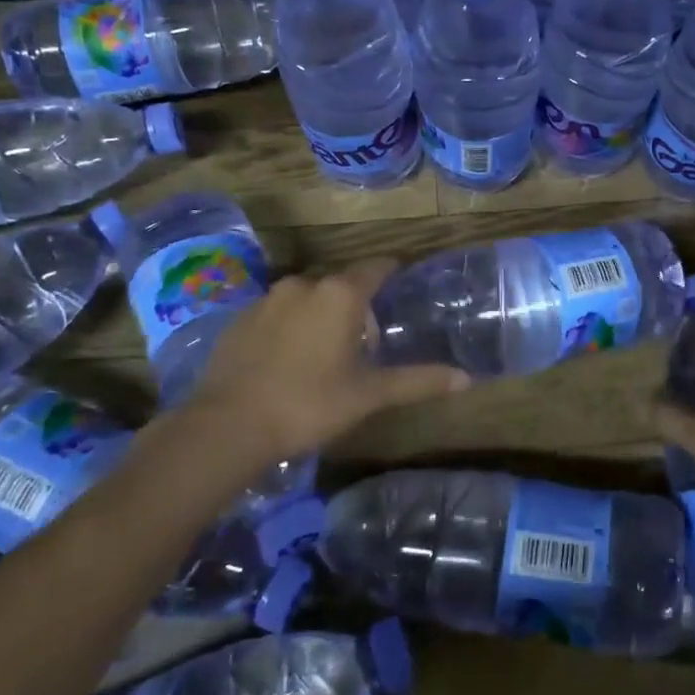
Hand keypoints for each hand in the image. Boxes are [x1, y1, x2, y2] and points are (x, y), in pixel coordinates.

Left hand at [179, 259, 469, 461]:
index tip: (403, 282)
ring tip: (326, 353)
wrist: (227, 426)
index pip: (376, 267)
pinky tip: (287, 361)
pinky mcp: (238, 319)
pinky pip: (276, 313)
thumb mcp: (369, 394)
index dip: (392, 271)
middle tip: (366, 341)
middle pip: (341, 284)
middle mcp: (303, 285)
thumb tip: (467, 379)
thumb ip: (418, 381)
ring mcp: (266, 300)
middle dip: (357, 305)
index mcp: (339, 294)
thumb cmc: (309, 403)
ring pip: (306, 298)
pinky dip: (289, 327)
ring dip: (321, 315)